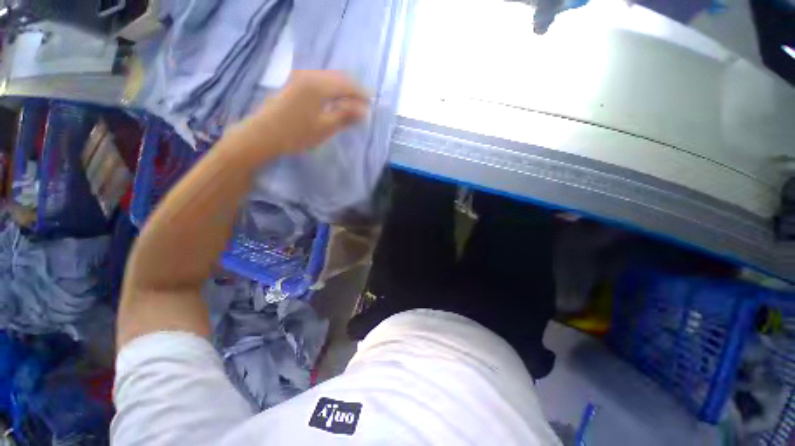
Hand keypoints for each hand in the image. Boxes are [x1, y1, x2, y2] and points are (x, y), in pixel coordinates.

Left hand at [251, 70, 369, 154]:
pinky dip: (332, 89)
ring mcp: (301, 77)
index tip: (373, 103)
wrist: (262, 135)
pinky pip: (320, 81)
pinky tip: (336, 100)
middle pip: (339, 78)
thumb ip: (346, 116)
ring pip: (330, 79)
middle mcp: (310, 75)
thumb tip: (364, 111)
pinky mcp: (295, 83)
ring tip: (353, 104)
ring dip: (343, 89)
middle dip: (354, 90)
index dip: (362, 94)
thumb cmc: (296, 134)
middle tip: (364, 105)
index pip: (347, 85)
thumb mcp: (325, 128)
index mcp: (318, 85)